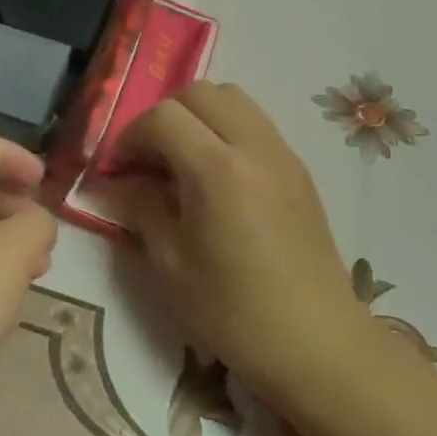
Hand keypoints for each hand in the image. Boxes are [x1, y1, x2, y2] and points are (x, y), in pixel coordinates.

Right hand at [109, 83, 366, 404]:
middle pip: (200, 92)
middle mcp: (254, 146)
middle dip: (164, 115)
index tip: (119, 169)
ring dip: (198, 115)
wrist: (317, 343)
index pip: (163, 116)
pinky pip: (255, 123)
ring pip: (233, 98)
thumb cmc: (234, 312)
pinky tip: (218, 177)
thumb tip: (121, 181)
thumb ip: (141, 207)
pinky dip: (227, 130)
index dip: (131, 136)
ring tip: (183, 160)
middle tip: (149, 158)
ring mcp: (282, 153)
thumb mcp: (170, 265)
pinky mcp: (298, 168)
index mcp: (217, 170)